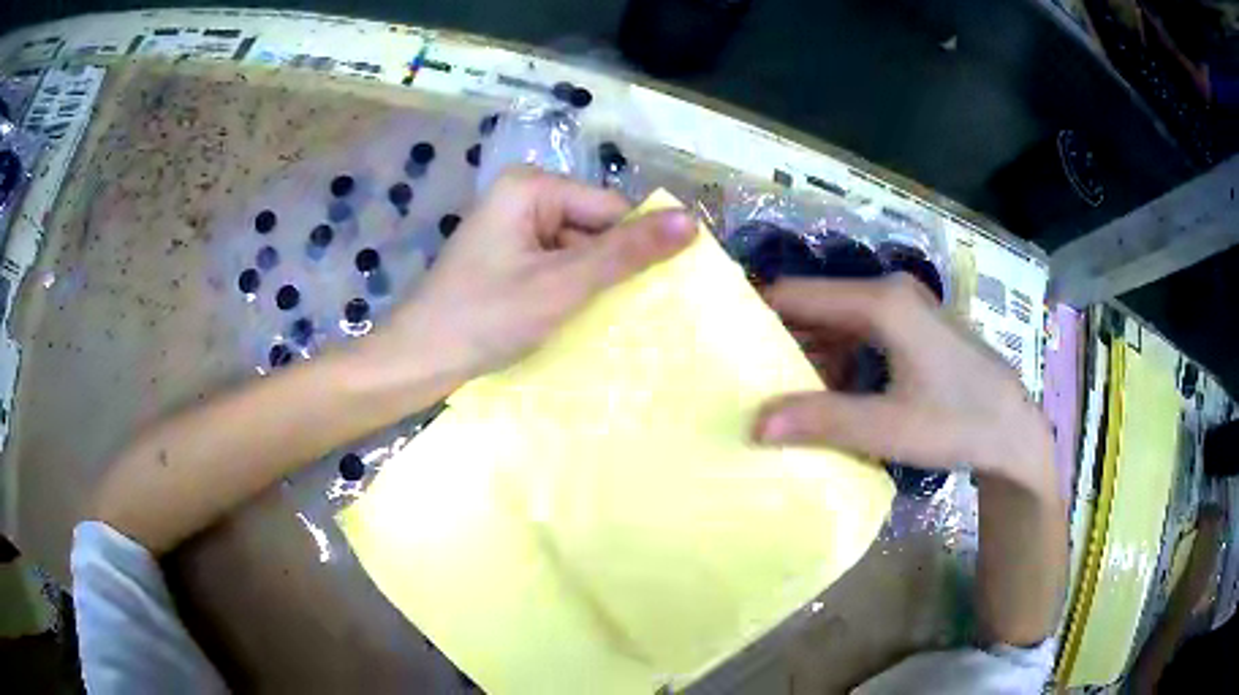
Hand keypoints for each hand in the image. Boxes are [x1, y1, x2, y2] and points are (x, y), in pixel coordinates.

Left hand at [378, 167, 695, 384]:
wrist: (417, 361)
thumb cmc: (485, 318)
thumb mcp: (562, 285)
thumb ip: (626, 253)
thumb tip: (691, 221)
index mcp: (531, 187)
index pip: (610, 208)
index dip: (637, 246)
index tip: (663, 289)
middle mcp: (522, 196)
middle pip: (594, 226)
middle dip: (610, 267)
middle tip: (630, 312)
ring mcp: (512, 227)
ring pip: (577, 249)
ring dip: (591, 283)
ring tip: (599, 319)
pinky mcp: (506, 255)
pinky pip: (555, 264)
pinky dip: (569, 289)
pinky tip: (572, 317)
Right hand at [755, 276, 1053, 492]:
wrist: (1014, 429)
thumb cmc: (958, 422)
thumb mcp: (889, 428)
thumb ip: (823, 422)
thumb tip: (754, 424)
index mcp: (881, 302)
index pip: (797, 295)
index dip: (757, 315)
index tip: (723, 345)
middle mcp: (889, 291)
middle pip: (816, 306)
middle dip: (782, 340)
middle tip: (746, 378)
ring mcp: (904, 305)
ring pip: (837, 320)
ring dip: (811, 354)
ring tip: (782, 393)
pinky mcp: (914, 324)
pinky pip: (859, 331)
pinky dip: (838, 358)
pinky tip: (832, 394)